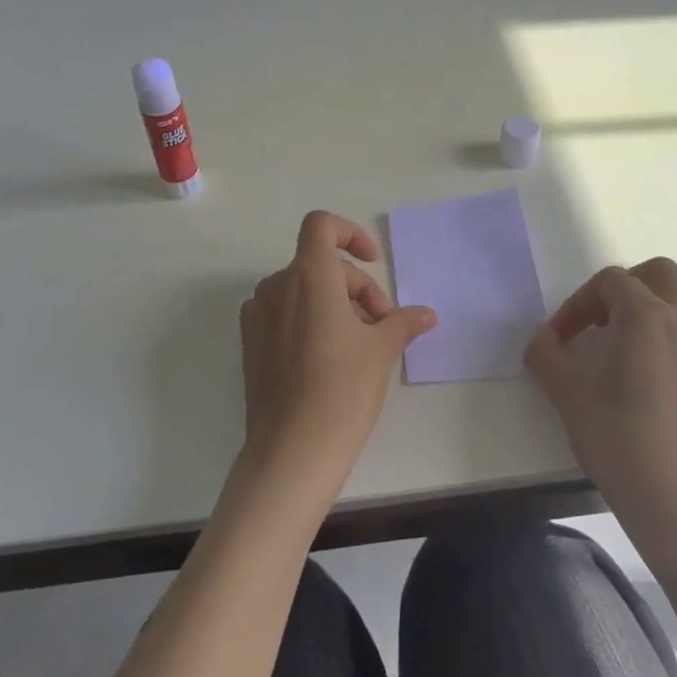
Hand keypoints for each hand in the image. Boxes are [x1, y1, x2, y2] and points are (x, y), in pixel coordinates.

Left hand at [238, 211, 438, 492]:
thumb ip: (402, 322)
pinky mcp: (250, 343)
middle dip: (356, 288)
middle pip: (321, 265)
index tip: (373, 263)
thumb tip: (426, 314)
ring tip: (359, 345)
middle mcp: (276, 287)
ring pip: (303, 291)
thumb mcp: (382, 350)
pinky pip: (283, 314)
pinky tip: (327, 359)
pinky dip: (308, 321)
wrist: (292, 450)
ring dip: (334, 305)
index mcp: (308, 276)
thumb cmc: (343, 390)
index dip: (350, 233)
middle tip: (381, 326)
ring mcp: (258, 315)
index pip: (321, 225)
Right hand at [524, 259, 676, 531]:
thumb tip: (543, 339)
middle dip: (624, 288)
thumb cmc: (615, 436)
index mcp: (645, 314)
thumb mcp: (564, 390)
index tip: (560, 339)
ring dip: (657, 303)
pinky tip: (667, 361)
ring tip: (629, 336)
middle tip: (598, 321)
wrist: (672, 497)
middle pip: (658, 273)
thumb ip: (545, 353)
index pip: (608, 282)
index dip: (578, 304)